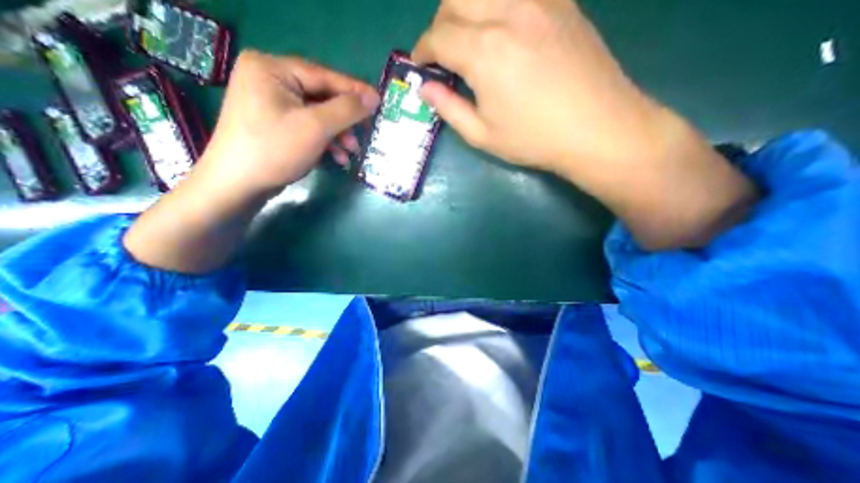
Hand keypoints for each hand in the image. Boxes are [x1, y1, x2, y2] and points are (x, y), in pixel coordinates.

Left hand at [195, 53, 382, 202]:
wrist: (238, 184)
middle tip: (366, 132)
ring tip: (352, 151)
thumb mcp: (316, 127)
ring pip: (317, 114)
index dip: (355, 90)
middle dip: (345, 119)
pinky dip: (325, 141)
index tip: (379, 101)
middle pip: (321, 96)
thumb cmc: (275, 150)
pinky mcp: (276, 124)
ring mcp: (272, 103)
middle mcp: (270, 80)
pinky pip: (308, 126)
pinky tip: (338, 157)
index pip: (324, 76)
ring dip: (338, 133)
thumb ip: (347, 109)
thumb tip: (373, 97)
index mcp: (272, 69)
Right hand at [412, 0, 659, 172]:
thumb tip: (425, 88)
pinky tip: (501, 31)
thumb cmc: (533, 139)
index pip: (438, 36)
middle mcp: (508, 12)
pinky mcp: (561, 1)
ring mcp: (539, 0)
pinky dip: (496, 6)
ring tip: (469, 41)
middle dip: (440, 25)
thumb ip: (448, 108)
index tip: (420, 66)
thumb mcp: (482, 135)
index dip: (422, 51)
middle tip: (443, 55)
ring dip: (465, 11)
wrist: (596, 128)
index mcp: (485, 52)